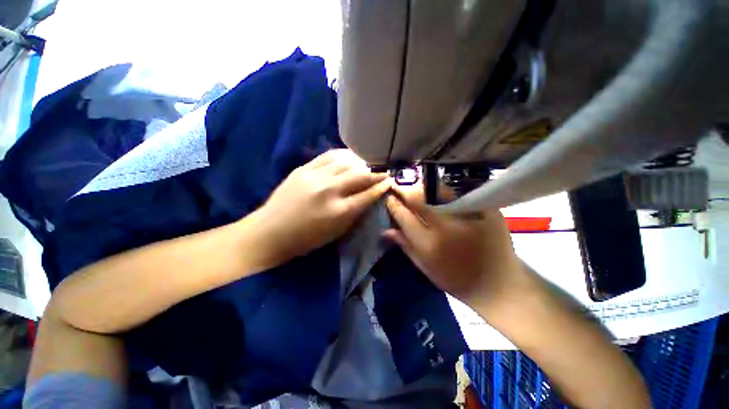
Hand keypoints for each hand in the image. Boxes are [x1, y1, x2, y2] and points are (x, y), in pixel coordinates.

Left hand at [255, 149, 390, 263]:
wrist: (271, 231)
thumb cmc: (306, 239)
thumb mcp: (337, 232)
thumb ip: (355, 213)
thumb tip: (370, 197)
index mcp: (339, 211)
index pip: (368, 194)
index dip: (382, 186)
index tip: (391, 180)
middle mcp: (329, 190)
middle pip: (361, 175)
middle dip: (377, 172)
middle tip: (385, 170)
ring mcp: (315, 176)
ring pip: (347, 162)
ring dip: (362, 162)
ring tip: (369, 163)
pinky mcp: (303, 168)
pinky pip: (328, 155)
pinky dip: (343, 155)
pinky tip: (350, 156)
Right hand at [384, 184, 529, 311]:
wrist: (498, 284)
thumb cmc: (457, 280)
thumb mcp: (426, 268)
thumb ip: (405, 246)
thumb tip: (386, 230)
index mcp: (429, 244)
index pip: (404, 216)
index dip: (394, 204)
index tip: (390, 198)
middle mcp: (446, 226)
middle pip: (419, 198)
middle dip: (406, 190)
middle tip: (400, 187)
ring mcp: (467, 216)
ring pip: (438, 190)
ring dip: (424, 187)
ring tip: (418, 188)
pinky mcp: (485, 210)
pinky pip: (458, 193)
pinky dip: (444, 191)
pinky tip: (439, 192)